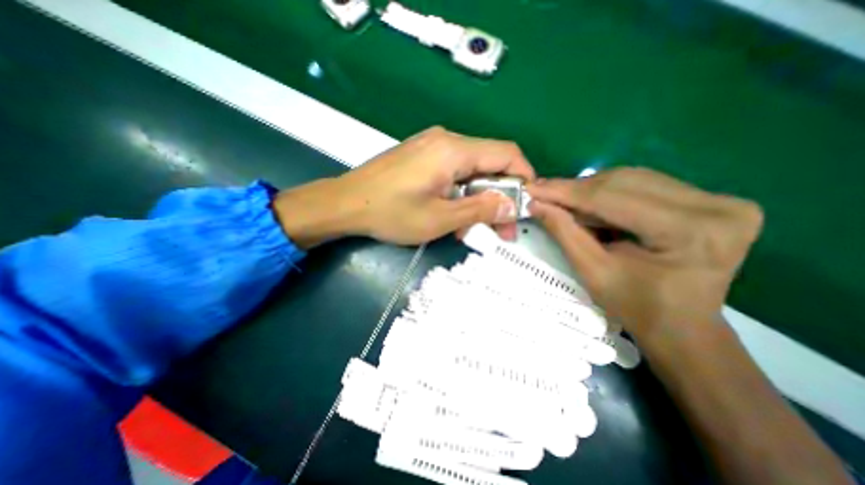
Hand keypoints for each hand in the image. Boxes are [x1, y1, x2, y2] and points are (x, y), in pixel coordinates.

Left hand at [277, 128, 534, 248]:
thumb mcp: (439, 218)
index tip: (527, 204)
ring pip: (472, 172)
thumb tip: (512, 205)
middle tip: (501, 230)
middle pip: (490, 164)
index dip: (524, 177)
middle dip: (499, 197)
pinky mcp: (422, 157)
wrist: (346, 203)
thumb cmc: (391, 212)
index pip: (506, 154)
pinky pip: (453, 173)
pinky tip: (454, 216)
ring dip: (478, 200)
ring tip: (472, 229)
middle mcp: (446, 140)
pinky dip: (461, 195)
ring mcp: (432, 147)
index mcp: (454, 150)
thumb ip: (479, 210)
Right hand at [526, 168, 761, 342]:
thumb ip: (564, 232)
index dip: (565, 192)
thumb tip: (536, 203)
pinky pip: (645, 185)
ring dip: (590, 190)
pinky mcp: (713, 200)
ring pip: (632, 179)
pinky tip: (589, 205)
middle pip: (623, 182)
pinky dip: (609, 193)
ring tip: (562, 202)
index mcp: (690, 232)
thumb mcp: (592, 272)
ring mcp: (721, 200)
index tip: (532, 188)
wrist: (683, 326)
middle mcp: (716, 206)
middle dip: (575, 189)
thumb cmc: (635, 307)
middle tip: (543, 194)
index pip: (611, 198)